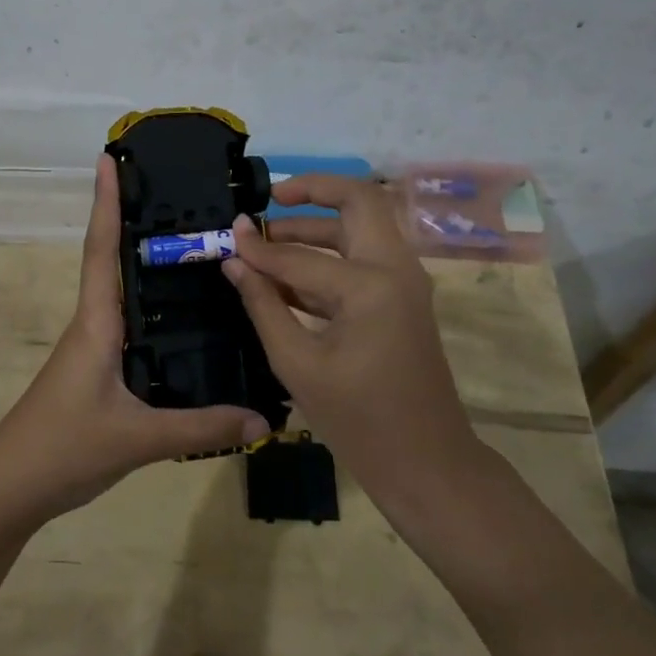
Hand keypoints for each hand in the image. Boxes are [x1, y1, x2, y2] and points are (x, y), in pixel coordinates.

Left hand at [0, 155, 270, 531]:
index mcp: (96, 323)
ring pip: (119, 291)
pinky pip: (127, 324)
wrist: (10, 489)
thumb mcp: (137, 438)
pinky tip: (180, 315)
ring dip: (139, 259)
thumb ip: (201, 427)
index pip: (100, 249)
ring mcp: (91, 347)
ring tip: (186, 238)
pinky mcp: (96, 370)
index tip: (108, 159)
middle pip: (109, 259)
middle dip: (129, 218)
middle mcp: (93, 324)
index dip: (105, 202)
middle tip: (170, 188)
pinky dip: (148, 305)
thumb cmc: (64, 448)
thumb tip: (265, 421)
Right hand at [222, 176, 490, 518]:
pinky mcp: (402, 299)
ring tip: (269, 238)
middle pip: (360, 201)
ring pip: (363, 227)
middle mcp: (395, 269)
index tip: (229, 234)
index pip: (299, 255)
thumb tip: (234, 259)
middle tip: (272, 198)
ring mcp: (404, 282)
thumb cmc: (358, 421)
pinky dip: (329, 256)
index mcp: (371, 285)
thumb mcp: (297, 363)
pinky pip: (363, 259)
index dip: (258, 246)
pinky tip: (288, 276)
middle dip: (315, 191)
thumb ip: (263, 304)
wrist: (427, 463)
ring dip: (319, 225)